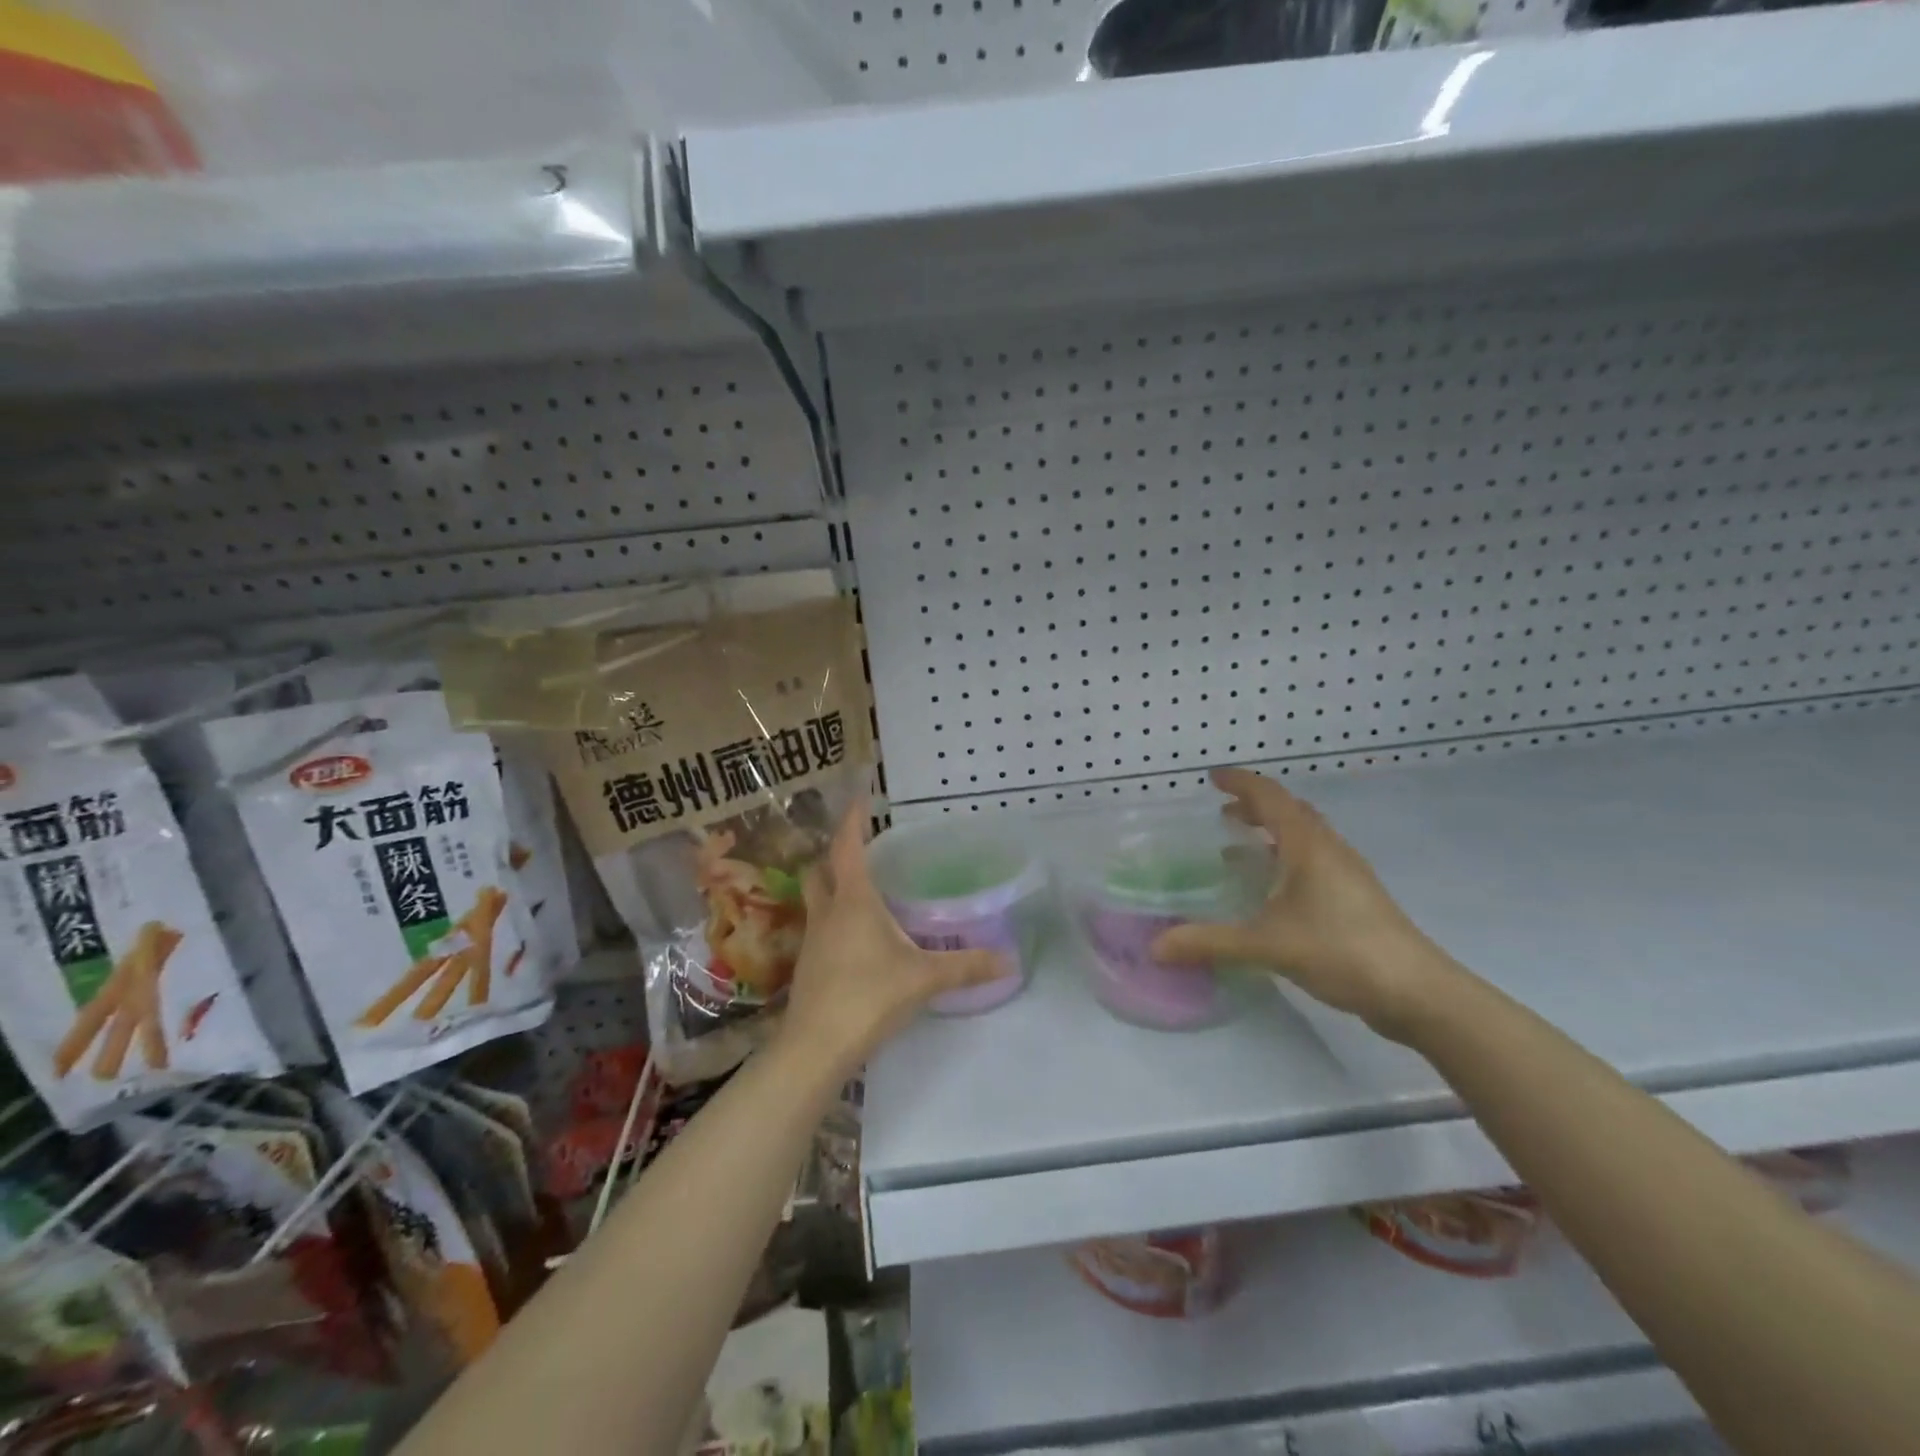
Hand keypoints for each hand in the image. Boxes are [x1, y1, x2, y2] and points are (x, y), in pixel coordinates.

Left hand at [779, 801, 1006, 1073]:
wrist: (815, 1047)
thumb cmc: (869, 997)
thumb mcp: (925, 978)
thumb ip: (967, 966)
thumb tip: (1010, 960)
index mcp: (853, 901)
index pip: (847, 848)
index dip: (853, 821)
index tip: (859, 798)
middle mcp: (827, 913)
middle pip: (820, 870)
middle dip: (836, 855)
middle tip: (863, 851)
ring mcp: (812, 940)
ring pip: (817, 900)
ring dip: (833, 888)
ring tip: (865, 893)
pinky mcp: (808, 966)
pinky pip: (820, 928)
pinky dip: (835, 920)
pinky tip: (857, 938)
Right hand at [1151, 768, 1456, 1038]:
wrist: (1417, 992)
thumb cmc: (1341, 950)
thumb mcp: (1267, 945)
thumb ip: (1210, 942)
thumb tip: (1155, 947)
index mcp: (1308, 845)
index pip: (1270, 797)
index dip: (1241, 783)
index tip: (1212, 777)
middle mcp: (1329, 850)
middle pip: (1290, 811)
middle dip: (1255, 806)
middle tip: (1222, 813)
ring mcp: (1347, 874)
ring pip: (1305, 837)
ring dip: (1272, 832)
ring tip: (1239, 846)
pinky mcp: (1355, 898)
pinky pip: (1313, 861)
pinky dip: (1286, 858)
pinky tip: (1271, 890)